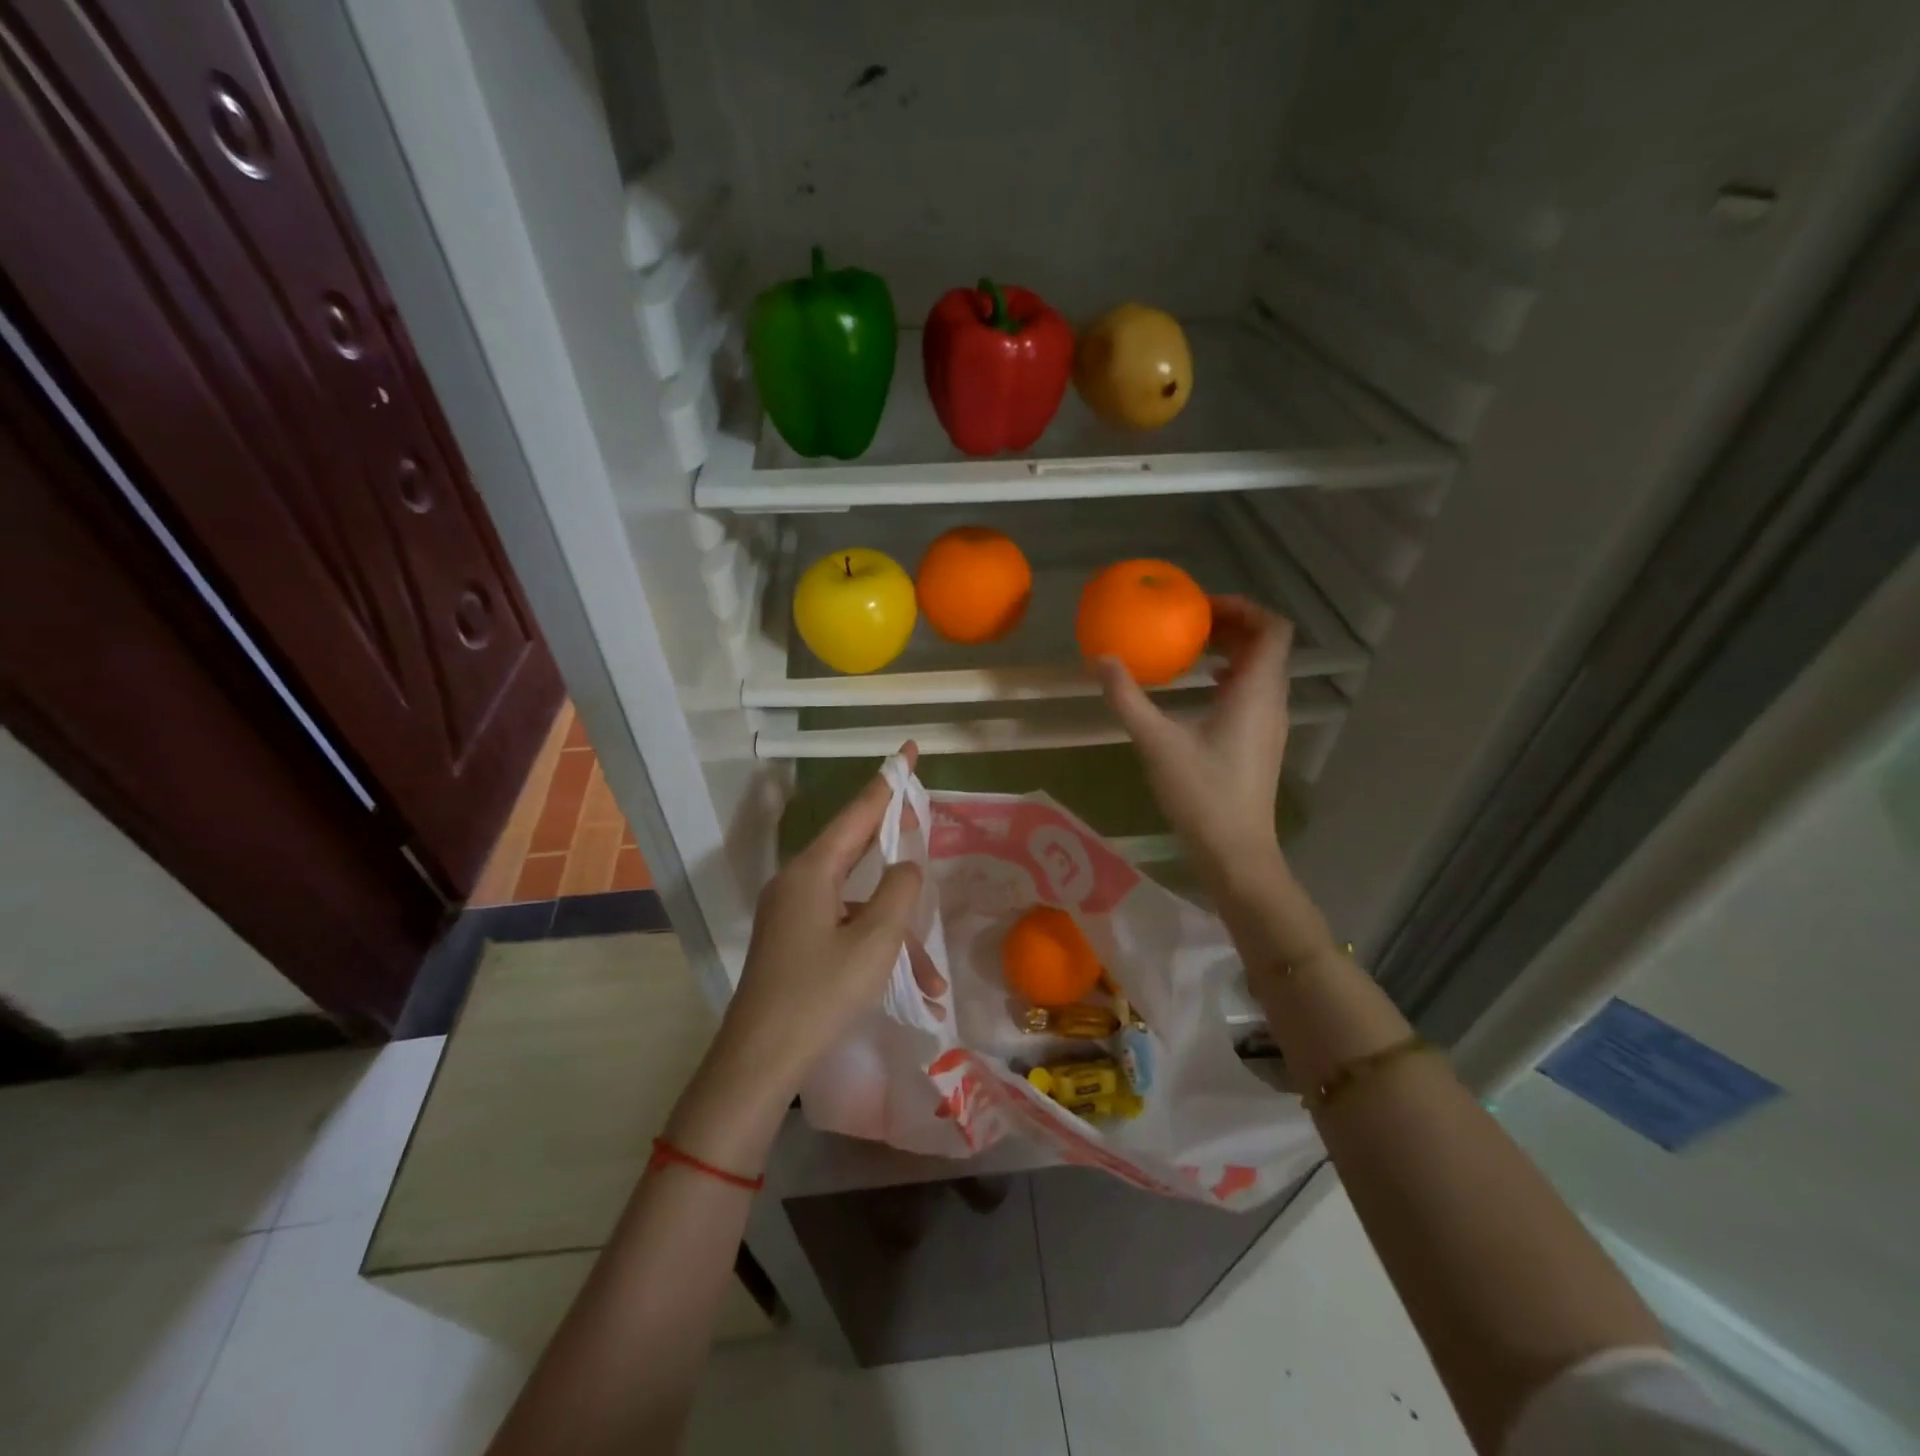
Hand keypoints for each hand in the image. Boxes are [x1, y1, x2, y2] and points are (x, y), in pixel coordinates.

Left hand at [708, 745, 938, 1108]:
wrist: (758, 1062)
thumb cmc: (820, 994)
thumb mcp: (875, 941)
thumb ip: (900, 892)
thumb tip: (907, 865)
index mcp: (813, 871)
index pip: (858, 811)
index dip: (888, 782)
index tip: (907, 750)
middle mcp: (798, 882)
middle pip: (856, 849)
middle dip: (894, 846)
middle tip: (923, 818)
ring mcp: (793, 913)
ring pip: (857, 902)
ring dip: (895, 932)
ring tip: (929, 978)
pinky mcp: (793, 942)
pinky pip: (843, 928)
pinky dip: (874, 948)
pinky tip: (906, 989)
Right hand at [1097, 596, 1293, 894]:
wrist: (1236, 851)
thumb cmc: (1201, 794)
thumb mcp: (1156, 742)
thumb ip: (1127, 698)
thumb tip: (1102, 659)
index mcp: (1256, 692)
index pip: (1272, 628)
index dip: (1242, 607)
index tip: (1201, 607)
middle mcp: (1271, 701)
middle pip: (1267, 645)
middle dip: (1232, 625)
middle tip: (1190, 622)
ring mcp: (1270, 723)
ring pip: (1262, 669)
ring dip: (1232, 651)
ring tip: (1191, 650)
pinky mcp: (1261, 742)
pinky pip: (1254, 692)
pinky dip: (1231, 677)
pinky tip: (1199, 690)